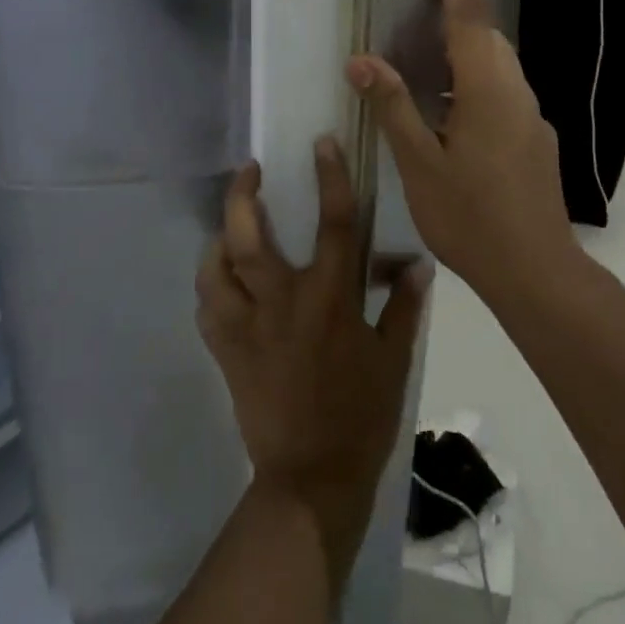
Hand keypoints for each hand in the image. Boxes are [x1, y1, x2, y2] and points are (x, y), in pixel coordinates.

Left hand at [195, 139, 430, 593]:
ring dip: (219, 238)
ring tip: (229, 224)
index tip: (321, 143)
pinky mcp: (226, 353)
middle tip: (249, 170)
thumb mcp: (394, 360)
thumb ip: (404, 307)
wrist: (311, 480)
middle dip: (243, 195)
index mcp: (329, 299)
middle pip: (249, 238)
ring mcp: (247, 328)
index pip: (333, 223)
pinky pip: (207, 308)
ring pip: (216, 268)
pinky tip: (220, 279)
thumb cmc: (360, 416)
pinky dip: (210, 286)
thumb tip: (418, 263)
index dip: (330, 177)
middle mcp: (282, 303)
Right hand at [346, 0, 578, 300]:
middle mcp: (516, 91)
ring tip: (424, 56)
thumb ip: (394, 107)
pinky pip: (501, 92)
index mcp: (487, 88)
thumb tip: (362, 59)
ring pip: (495, 66)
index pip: (470, 15)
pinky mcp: (535, 138)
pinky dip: (473, 82)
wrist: (537, 272)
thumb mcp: (420, 164)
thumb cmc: (471, 217)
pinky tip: (448, 111)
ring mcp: (530, 116)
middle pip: (485, 36)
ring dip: (464, 50)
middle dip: (460, 8)